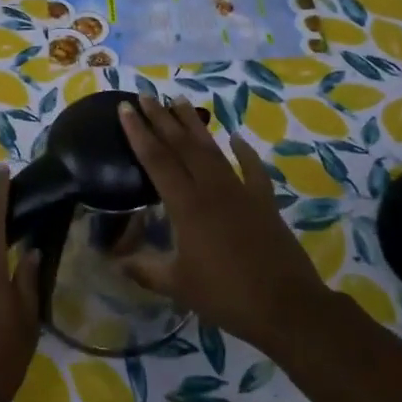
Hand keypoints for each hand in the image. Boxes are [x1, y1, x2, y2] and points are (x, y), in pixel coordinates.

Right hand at [118, 94, 330, 350]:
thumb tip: (116, 262)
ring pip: (213, 150)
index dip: (139, 133)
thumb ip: (145, 269)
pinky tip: (236, 138)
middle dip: (162, 118)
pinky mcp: (264, 202)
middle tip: (146, 96)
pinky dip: (244, 152)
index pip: (157, 160)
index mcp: (187, 206)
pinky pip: (252, 169)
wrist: (286, 305)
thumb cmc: (226, 295)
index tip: (125, 109)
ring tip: (179, 100)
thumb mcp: (178, 286)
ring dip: (194, 125)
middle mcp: (212, 189)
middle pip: (183, 145)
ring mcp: (241, 192)